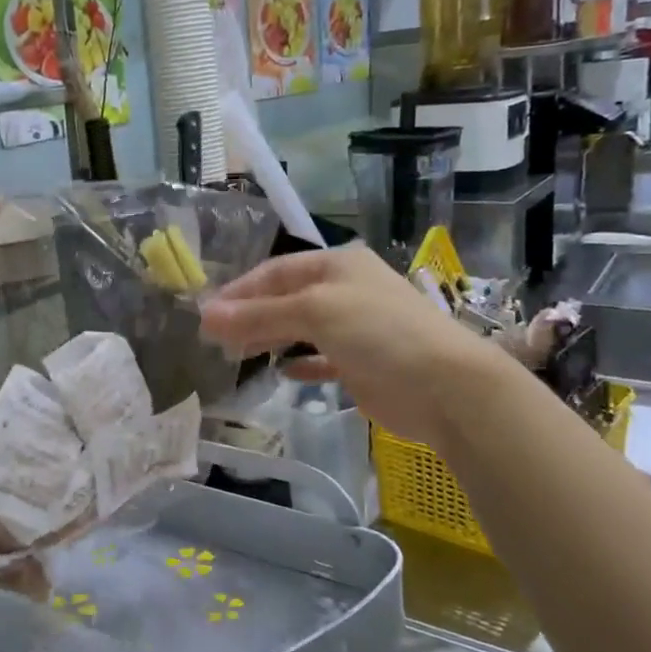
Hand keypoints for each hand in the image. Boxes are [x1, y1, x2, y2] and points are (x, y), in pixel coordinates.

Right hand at [199, 244, 510, 446]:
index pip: (275, 271)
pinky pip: (320, 359)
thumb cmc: (378, 332)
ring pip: (300, 328)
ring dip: (269, 338)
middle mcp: (345, 290)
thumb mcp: (314, 312)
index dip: (239, 291)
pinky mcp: (361, 364)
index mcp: (337, 265)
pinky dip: (299, 364)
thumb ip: (259, 314)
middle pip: (285, 298)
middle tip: (214, 338)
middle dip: (250, 315)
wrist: (445, 386)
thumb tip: (205, 316)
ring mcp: (355, 328)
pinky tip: (281, 372)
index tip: (205, 314)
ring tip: (236, 354)